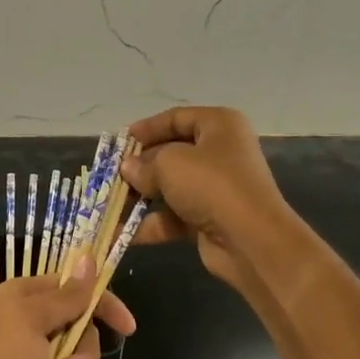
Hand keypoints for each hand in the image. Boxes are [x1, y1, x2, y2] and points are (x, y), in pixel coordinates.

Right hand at [120, 106, 294, 297]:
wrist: (251, 240)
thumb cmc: (211, 185)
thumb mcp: (170, 164)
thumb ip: (144, 164)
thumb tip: (128, 168)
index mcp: (219, 125)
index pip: (177, 118)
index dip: (147, 128)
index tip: (121, 142)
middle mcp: (220, 152)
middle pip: (171, 154)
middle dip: (140, 166)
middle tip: (111, 175)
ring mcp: (216, 188)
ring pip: (170, 187)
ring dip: (140, 197)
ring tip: (108, 204)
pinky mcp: (210, 219)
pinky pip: (173, 216)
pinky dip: (149, 223)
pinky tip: (120, 233)